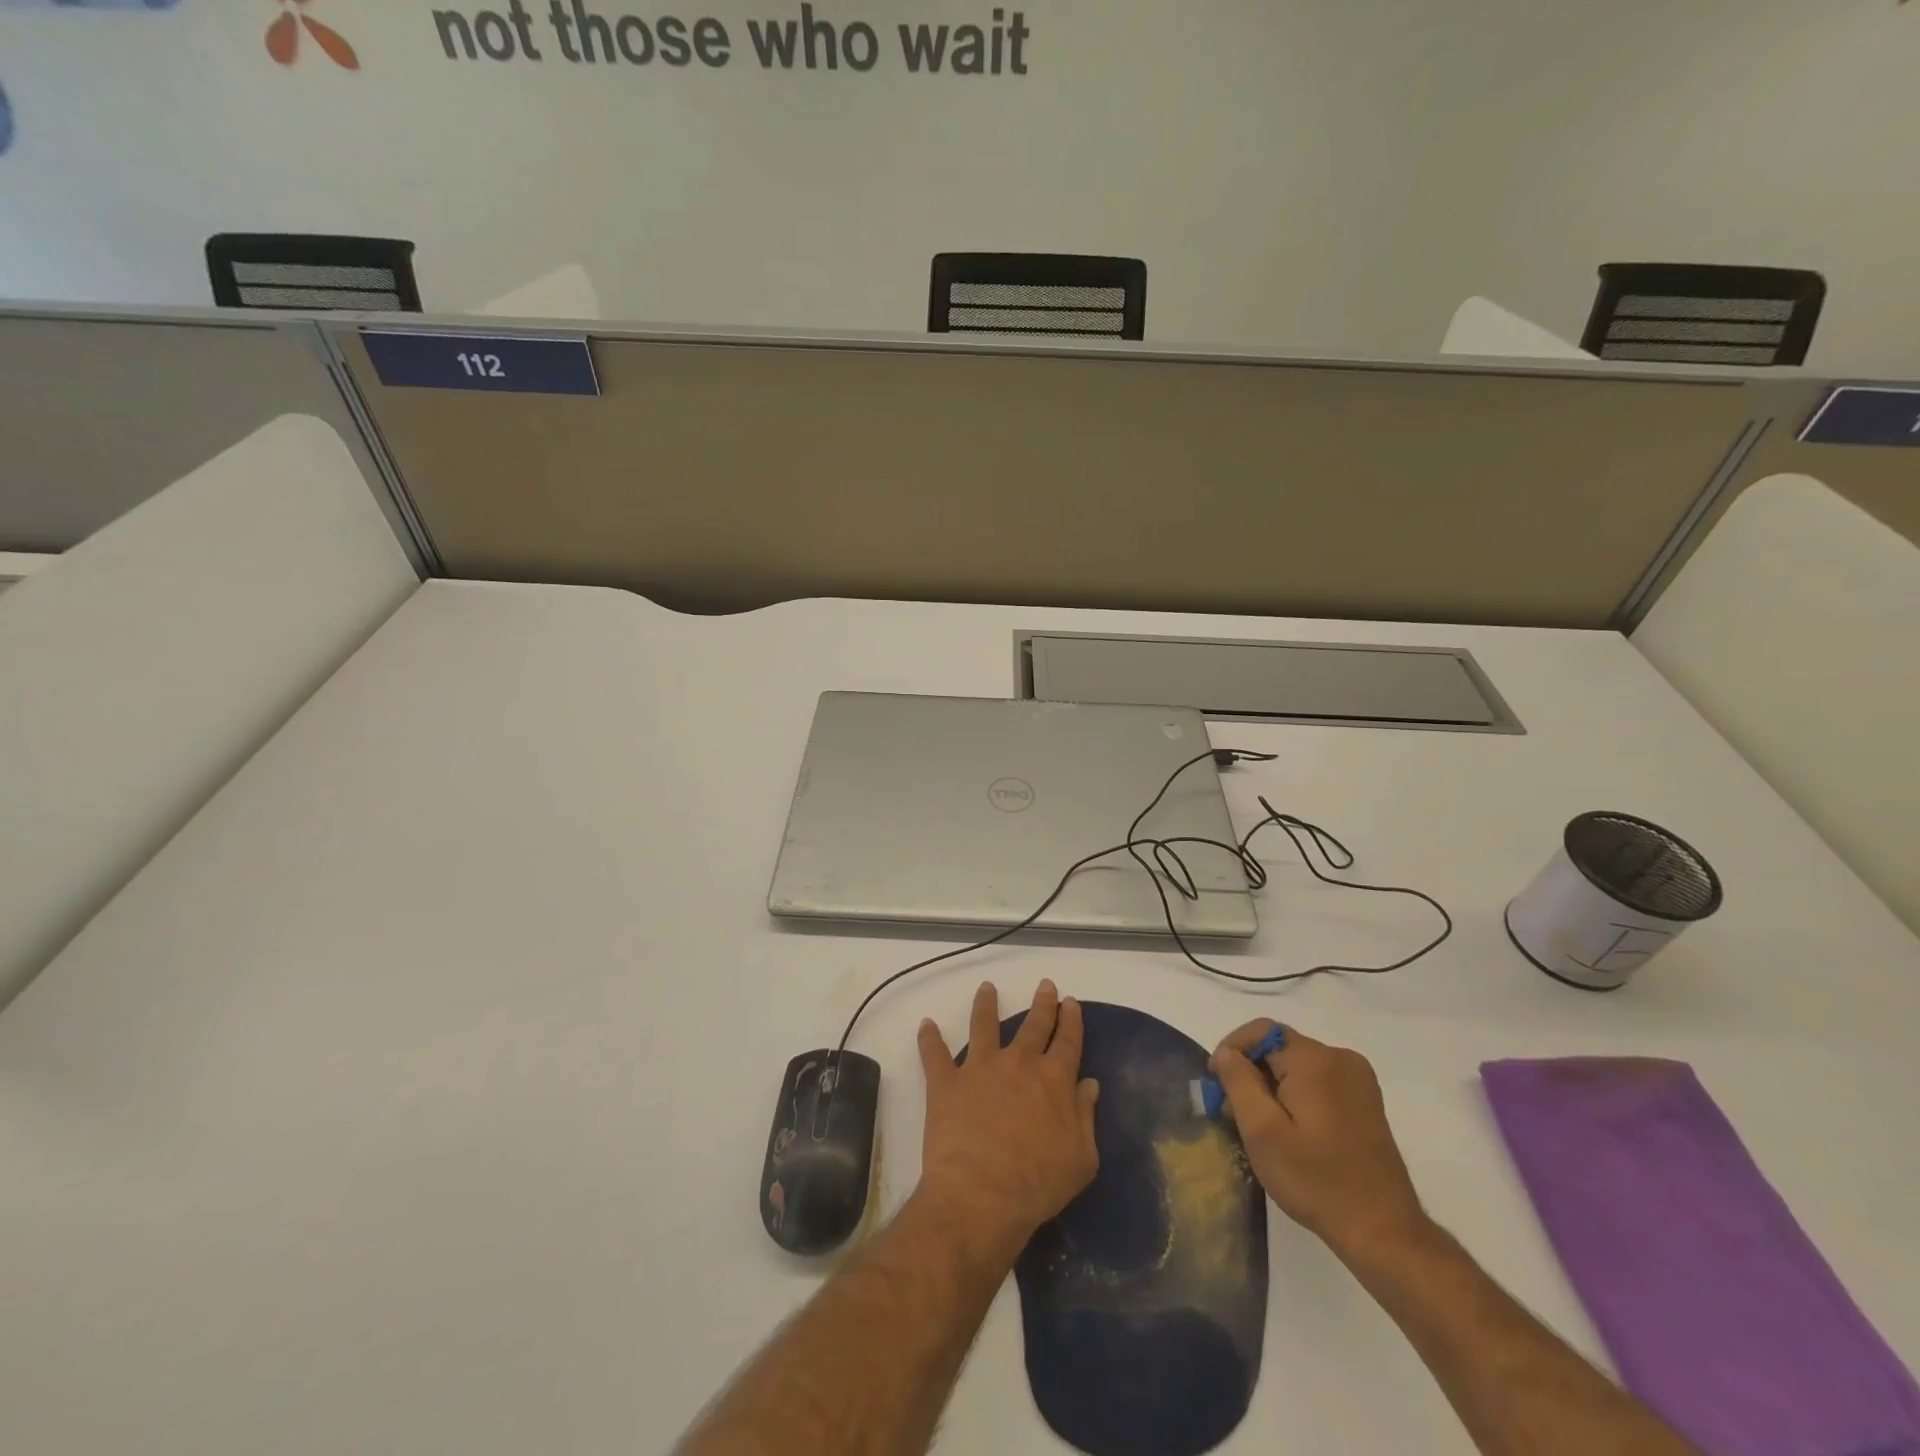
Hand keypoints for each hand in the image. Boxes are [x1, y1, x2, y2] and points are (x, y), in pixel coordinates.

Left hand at [915, 981, 1099, 1261]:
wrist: (981, 1194)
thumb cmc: (1037, 1184)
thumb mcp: (1081, 1159)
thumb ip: (1086, 1117)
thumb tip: (1089, 1084)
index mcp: (1054, 1080)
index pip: (1068, 1041)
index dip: (1071, 1020)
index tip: (1070, 1002)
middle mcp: (1019, 1063)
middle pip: (1034, 1025)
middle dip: (1042, 1003)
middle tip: (1045, 985)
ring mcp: (980, 1068)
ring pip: (984, 1025)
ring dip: (986, 1004)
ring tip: (987, 988)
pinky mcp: (947, 1082)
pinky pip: (934, 1054)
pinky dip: (929, 1038)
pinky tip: (925, 1024)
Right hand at [1211, 1019, 1427, 1259]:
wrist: (1383, 1231)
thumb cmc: (1316, 1180)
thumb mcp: (1262, 1131)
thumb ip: (1238, 1081)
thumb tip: (1226, 1052)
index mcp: (1314, 1060)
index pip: (1261, 1031)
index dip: (1232, 1051)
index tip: (1218, 1086)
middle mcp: (1340, 1058)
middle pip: (1280, 1047)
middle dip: (1252, 1072)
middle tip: (1236, 1113)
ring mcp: (1358, 1079)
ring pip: (1298, 1065)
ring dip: (1273, 1085)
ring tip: (1262, 1126)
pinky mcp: (1367, 1101)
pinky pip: (1319, 1080)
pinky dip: (1297, 1094)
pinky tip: (1293, 1130)